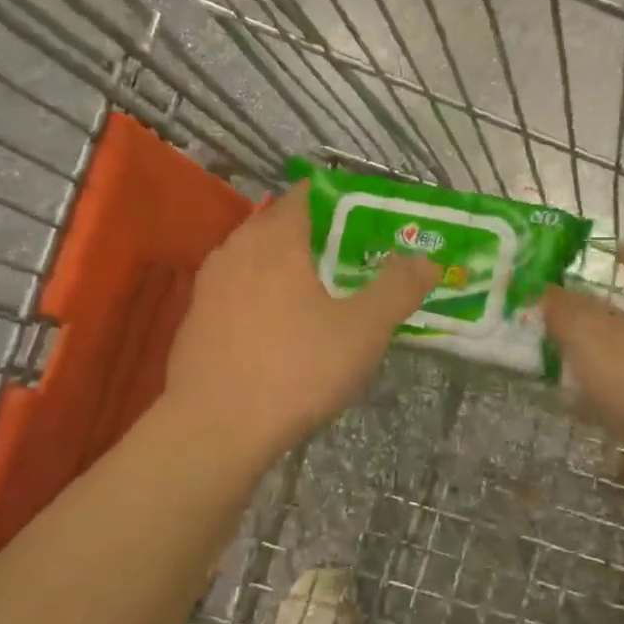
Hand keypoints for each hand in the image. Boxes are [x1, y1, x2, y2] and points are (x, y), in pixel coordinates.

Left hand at [164, 182, 440, 463]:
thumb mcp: (363, 330)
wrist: (215, 428)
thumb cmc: (296, 368)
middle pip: (278, 224)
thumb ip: (398, 289)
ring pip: (254, 258)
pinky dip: (261, 295)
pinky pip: (236, 290)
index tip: (366, 221)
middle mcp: (236, 249)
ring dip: (284, 266)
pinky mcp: (196, 319)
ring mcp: (209, 285)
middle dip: (313, 234)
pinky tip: (279, 329)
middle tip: (349, 258)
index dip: (338, 201)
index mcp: (275, 239)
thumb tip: (427, 260)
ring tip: (317, 292)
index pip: (305, 195)